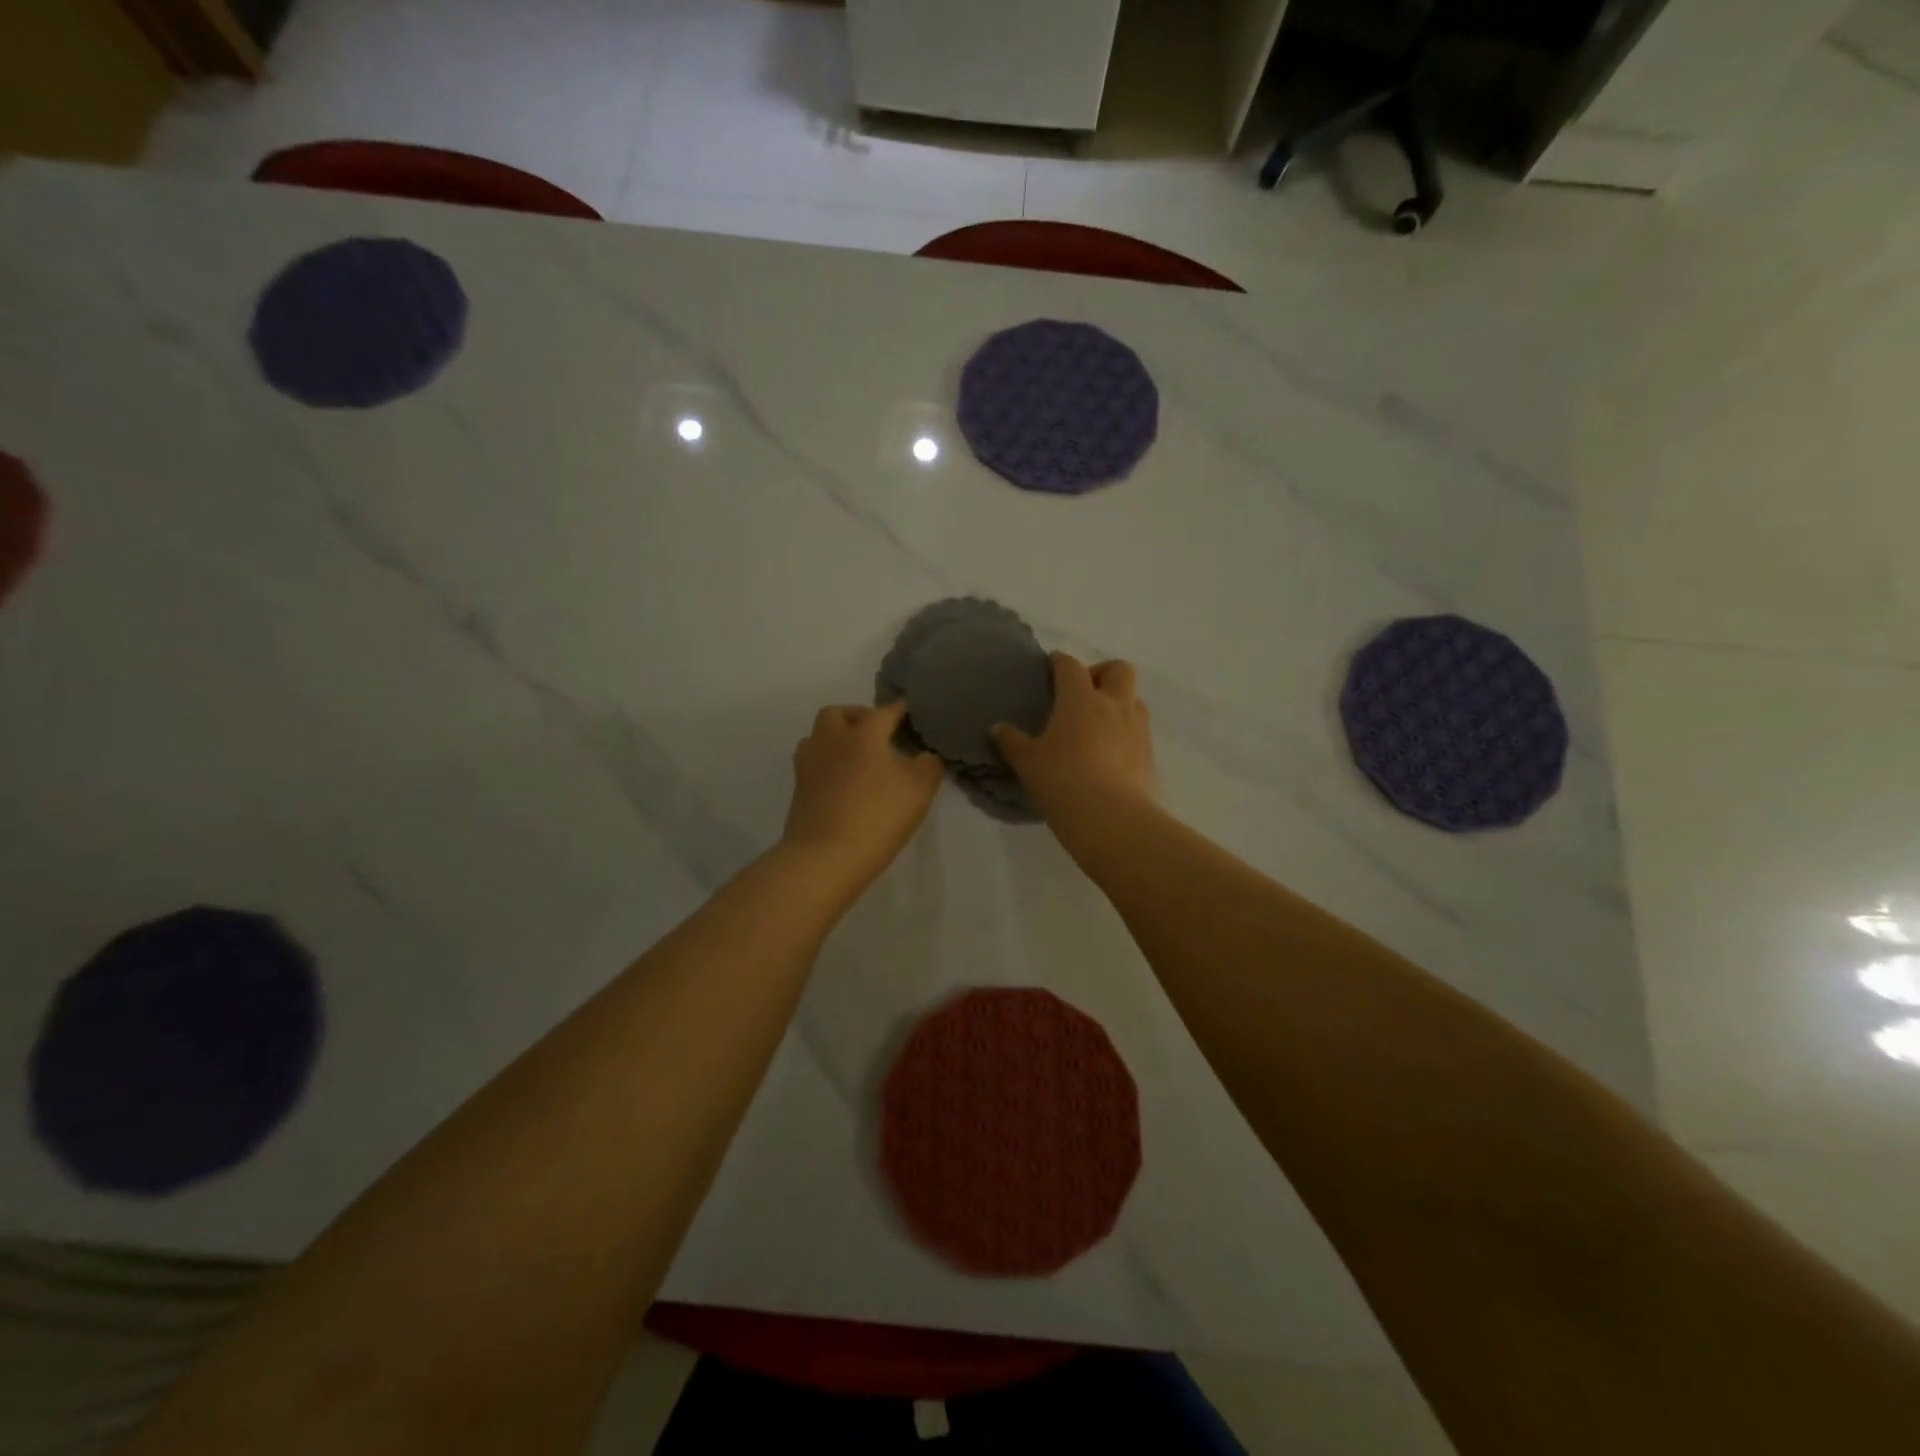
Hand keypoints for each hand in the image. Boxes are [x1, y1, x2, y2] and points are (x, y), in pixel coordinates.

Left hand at [782, 700, 943, 886]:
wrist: (825, 856)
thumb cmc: (877, 816)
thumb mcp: (919, 790)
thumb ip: (928, 766)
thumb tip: (924, 756)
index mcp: (863, 734)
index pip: (883, 712)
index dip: (898, 710)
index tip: (908, 711)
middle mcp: (832, 741)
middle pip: (838, 714)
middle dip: (856, 716)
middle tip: (875, 731)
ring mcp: (809, 765)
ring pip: (818, 737)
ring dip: (836, 738)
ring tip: (856, 756)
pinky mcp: (798, 790)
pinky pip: (813, 764)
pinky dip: (828, 763)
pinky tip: (842, 781)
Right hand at [992, 654, 1155, 829]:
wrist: (1112, 819)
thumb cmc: (1063, 782)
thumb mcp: (1028, 763)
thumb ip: (1012, 742)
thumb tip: (998, 728)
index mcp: (1080, 699)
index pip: (1071, 666)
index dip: (1060, 662)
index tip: (1051, 666)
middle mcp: (1114, 705)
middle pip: (1118, 669)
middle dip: (1102, 672)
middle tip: (1084, 693)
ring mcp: (1136, 728)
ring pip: (1134, 698)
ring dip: (1118, 702)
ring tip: (1098, 724)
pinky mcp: (1149, 754)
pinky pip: (1139, 730)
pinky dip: (1126, 732)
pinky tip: (1110, 754)